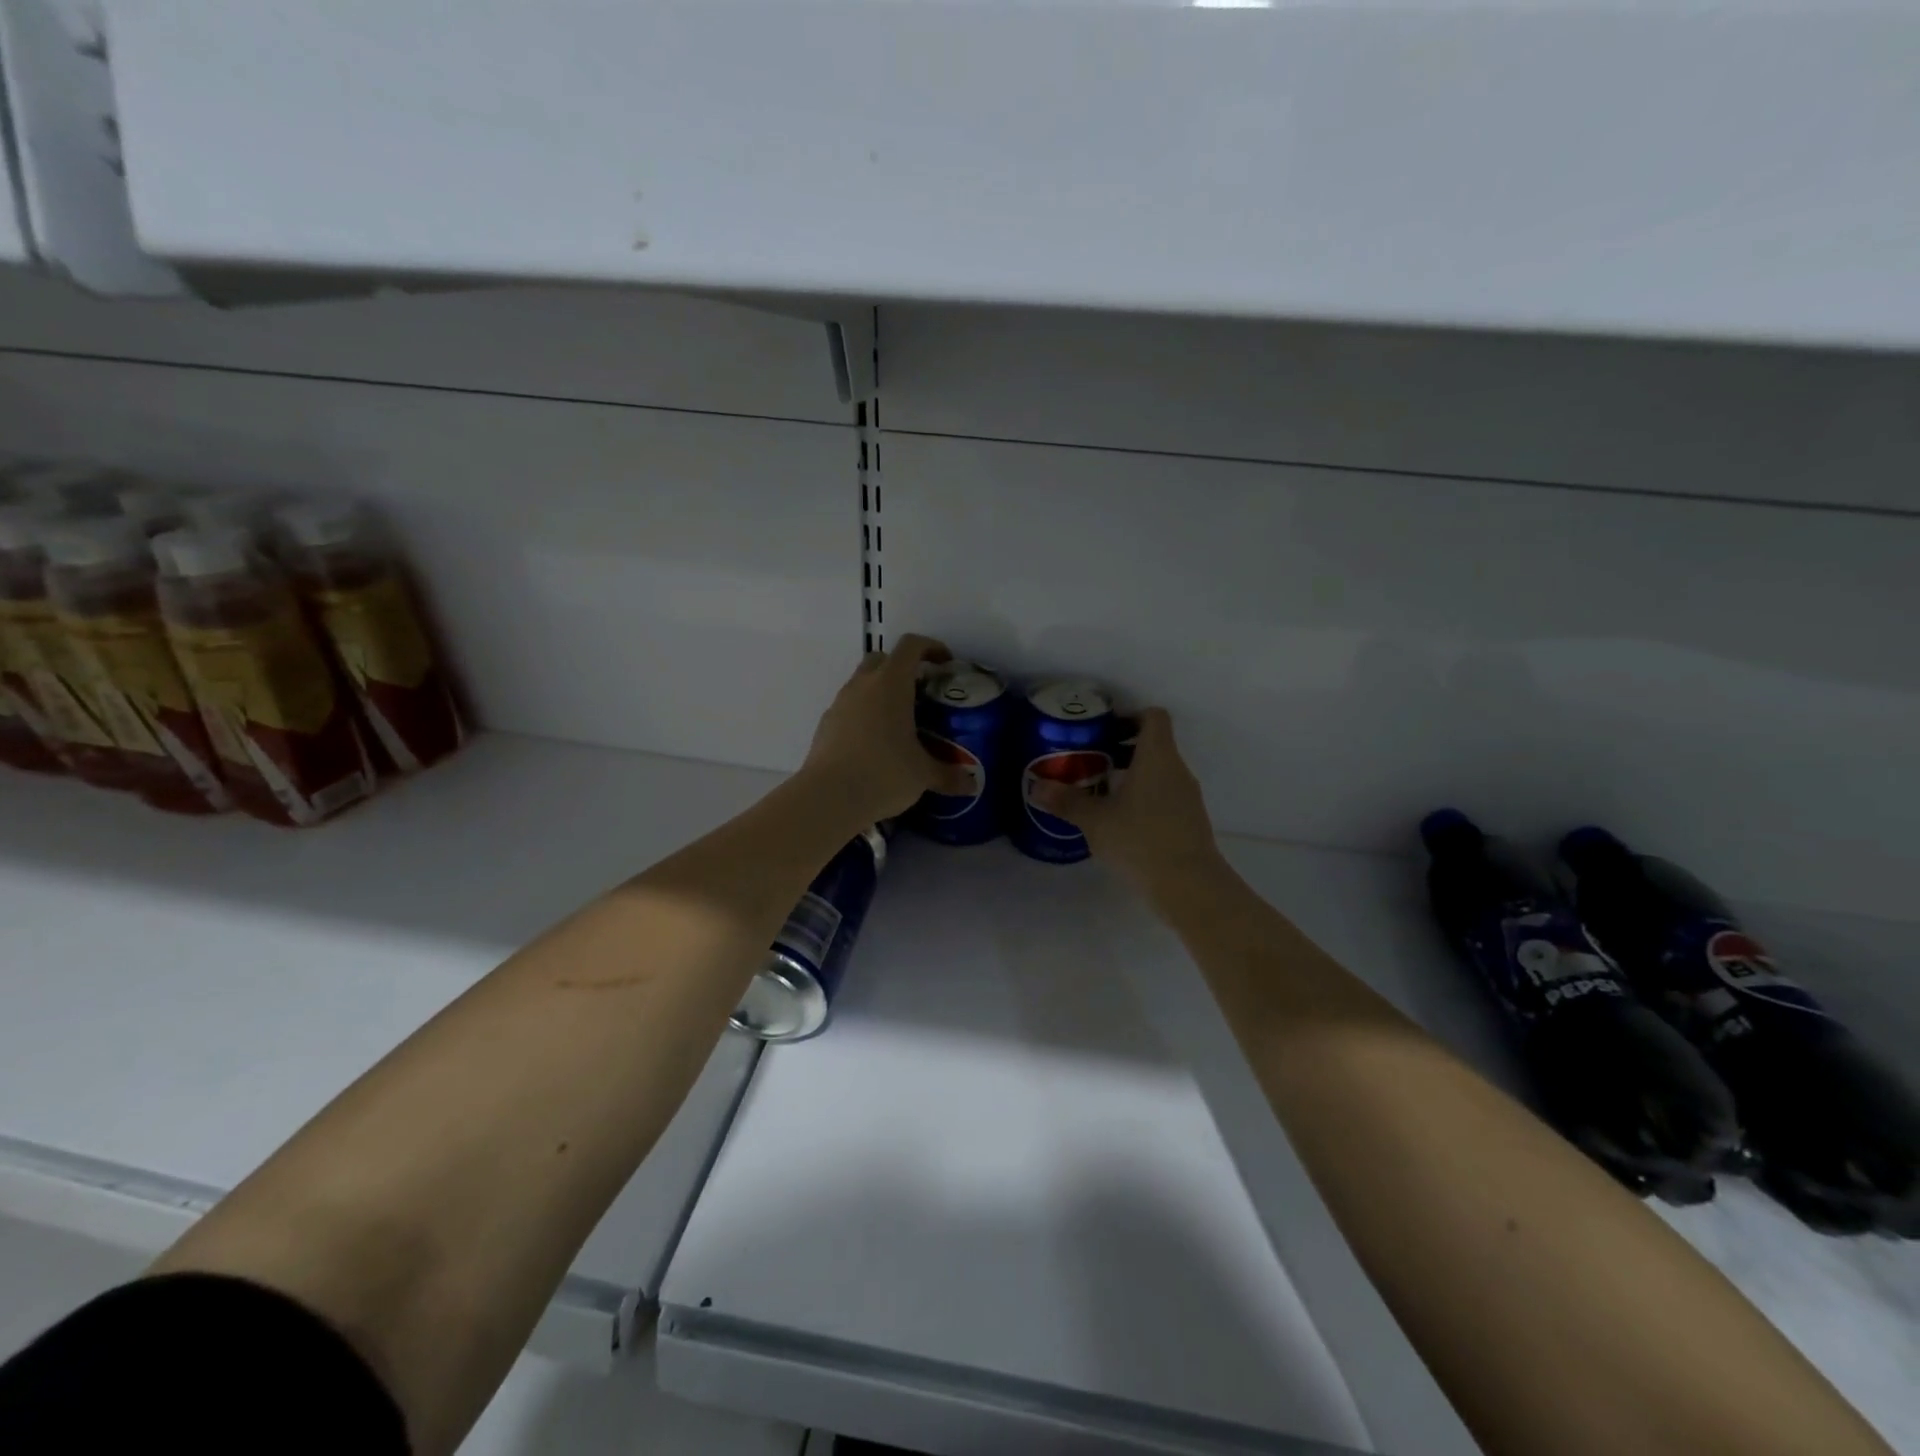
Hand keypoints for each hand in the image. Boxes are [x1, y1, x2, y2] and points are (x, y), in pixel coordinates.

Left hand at [801, 633, 973, 822]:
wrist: (828, 797)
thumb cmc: (883, 773)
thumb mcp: (923, 775)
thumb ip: (949, 775)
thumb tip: (971, 785)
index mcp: (891, 683)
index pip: (911, 646)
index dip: (931, 647)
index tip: (945, 663)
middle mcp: (862, 685)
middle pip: (881, 659)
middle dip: (902, 668)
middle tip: (921, 692)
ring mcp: (839, 703)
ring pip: (862, 683)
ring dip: (880, 693)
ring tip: (899, 723)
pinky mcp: (825, 725)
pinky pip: (849, 709)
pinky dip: (864, 716)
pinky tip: (875, 744)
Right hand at [1029, 707, 1222, 888]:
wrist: (1189, 886)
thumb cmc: (1140, 840)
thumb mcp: (1095, 820)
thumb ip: (1066, 801)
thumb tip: (1036, 787)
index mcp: (1157, 757)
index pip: (1153, 717)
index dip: (1130, 717)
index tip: (1104, 732)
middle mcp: (1177, 770)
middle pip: (1155, 744)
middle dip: (1123, 750)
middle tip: (1092, 762)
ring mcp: (1188, 797)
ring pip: (1160, 773)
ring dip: (1133, 776)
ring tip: (1101, 793)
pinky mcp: (1190, 821)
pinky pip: (1165, 797)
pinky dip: (1144, 799)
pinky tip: (1121, 822)